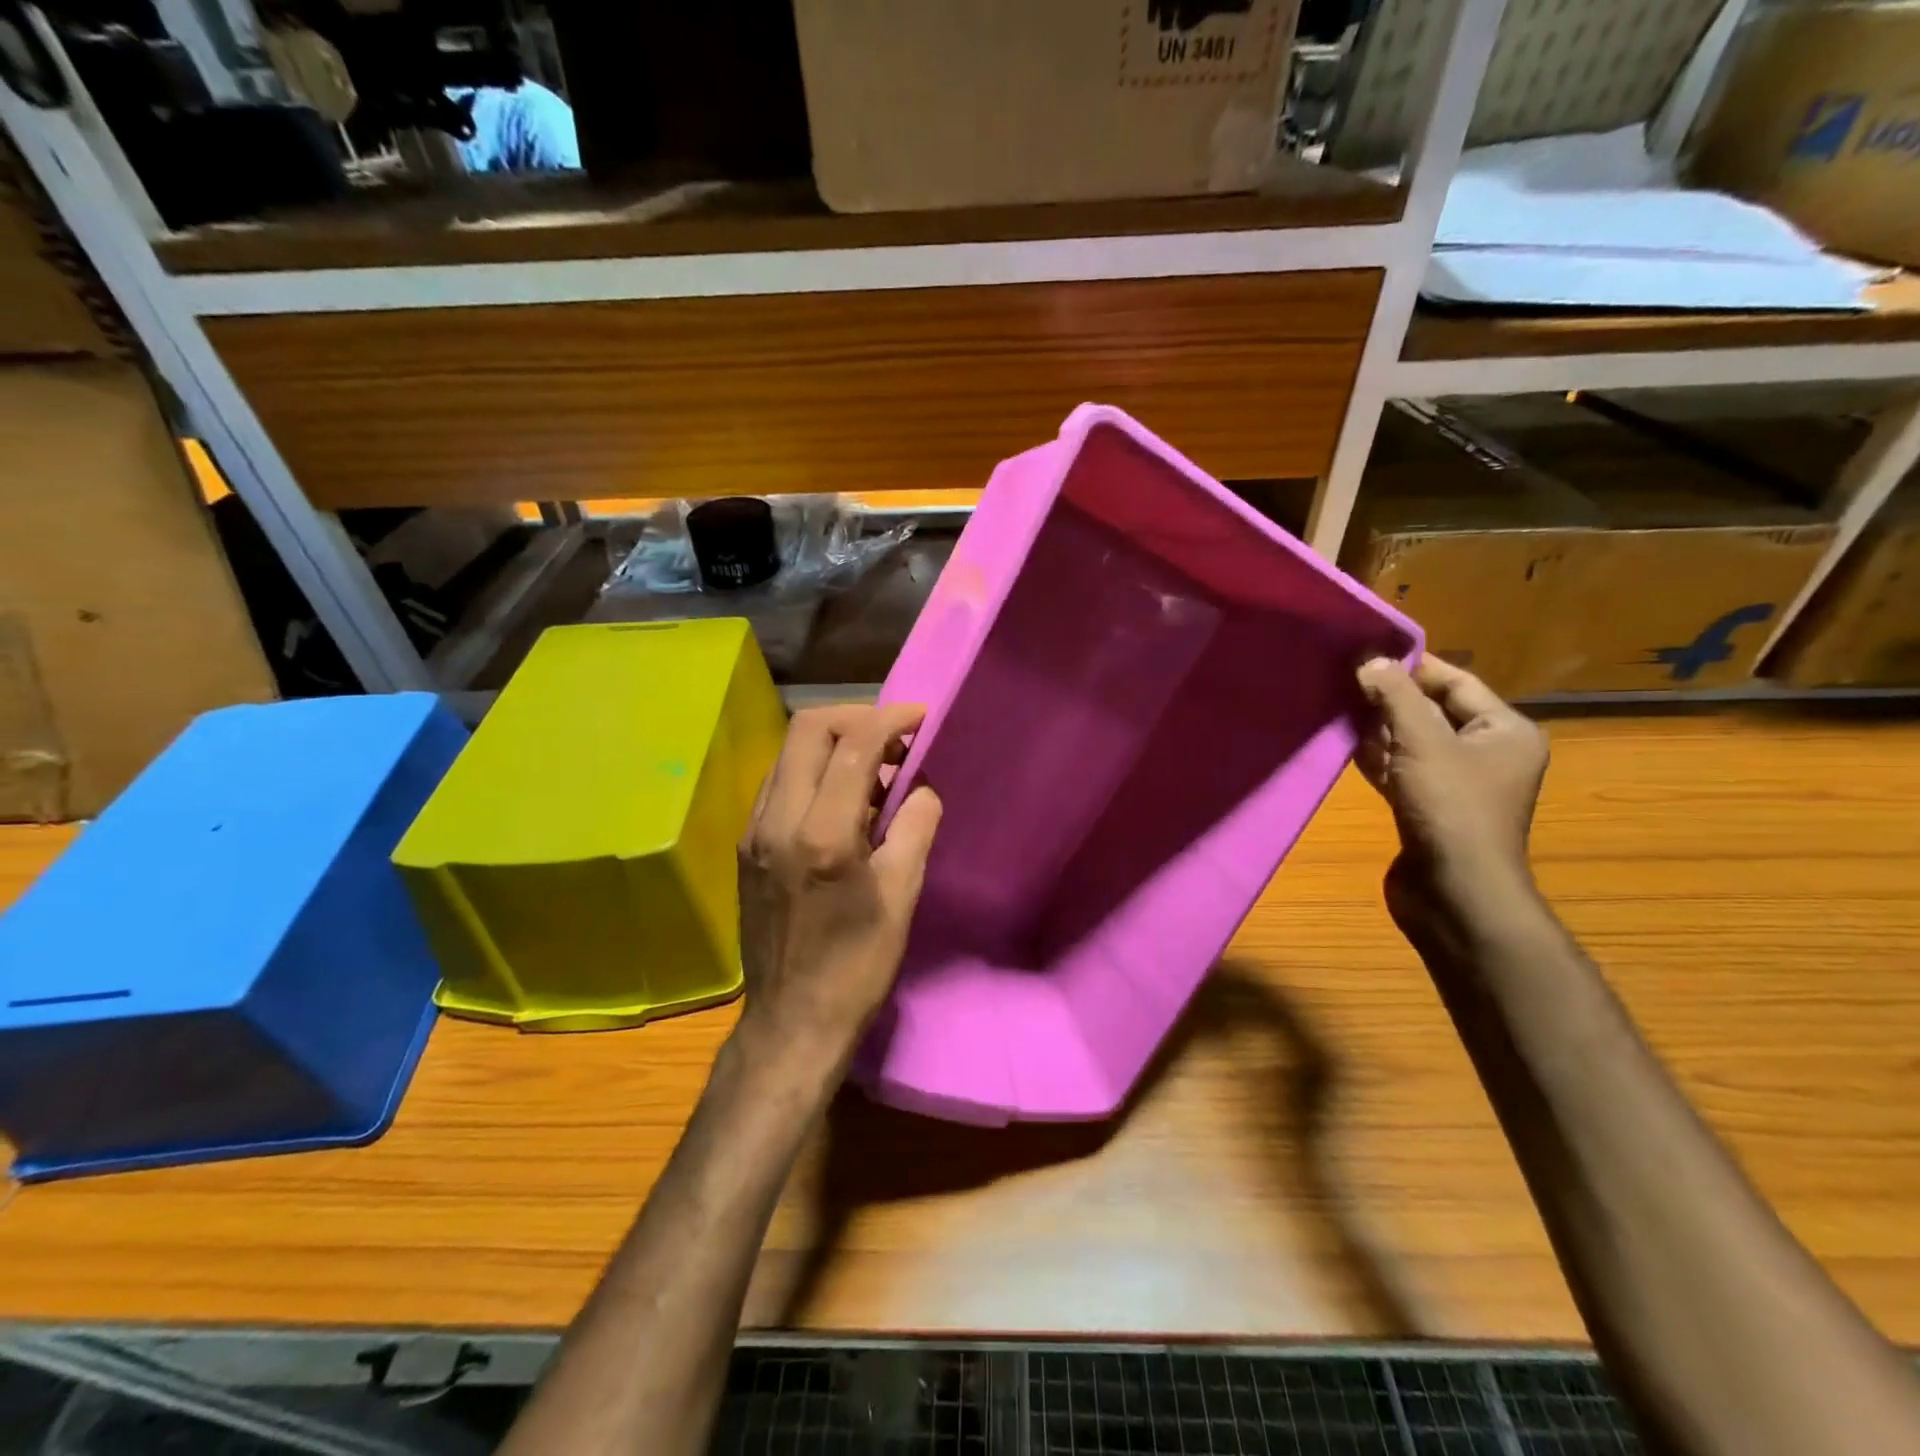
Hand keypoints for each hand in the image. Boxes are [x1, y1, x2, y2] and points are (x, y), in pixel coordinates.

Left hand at [735, 704, 942, 1072]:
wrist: (791, 1022)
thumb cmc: (856, 965)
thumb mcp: (901, 896)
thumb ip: (915, 826)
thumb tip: (920, 785)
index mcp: (821, 834)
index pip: (854, 745)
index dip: (891, 720)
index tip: (920, 718)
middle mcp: (777, 820)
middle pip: (809, 729)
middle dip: (857, 717)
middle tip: (895, 736)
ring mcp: (753, 831)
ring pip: (789, 753)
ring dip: (834, 744)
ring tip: (875, 769)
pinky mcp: (746, 845)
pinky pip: (780, 783)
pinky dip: (814, 771)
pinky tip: (842, 799)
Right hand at [1355, 656, 1548, 915]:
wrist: (1453, 891)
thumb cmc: (1450, 808)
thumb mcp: (1422, 743)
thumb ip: (1395, 697)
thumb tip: (1370, 659)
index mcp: (1504, 731)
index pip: (1456, 682)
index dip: (1413, 666)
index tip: (1367, 652)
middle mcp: (1485, 753)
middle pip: (1431, 710)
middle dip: (1389, 696)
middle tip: (1343, 677)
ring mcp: (1454, 783)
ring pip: (1410, 741)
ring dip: (1376, 726)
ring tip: (1335, 703)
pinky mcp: (1425, 807)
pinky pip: (1399, 769)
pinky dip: (1374, 756)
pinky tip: (1342, 742)